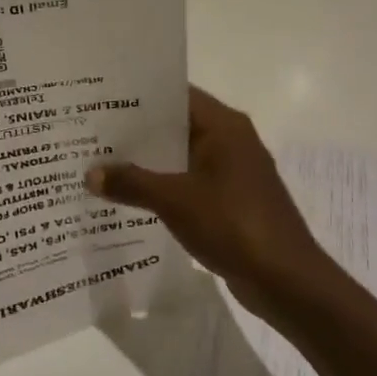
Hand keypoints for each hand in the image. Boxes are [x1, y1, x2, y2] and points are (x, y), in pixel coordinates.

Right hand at [86, 88, 338, 325]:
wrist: (286, 280)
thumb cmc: (233, 224)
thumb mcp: (174, 201)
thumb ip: (131, 183)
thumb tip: (90, 174)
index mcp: (223, 126)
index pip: (176, 95)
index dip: (139, 95)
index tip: (101, 98)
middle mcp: (230, 140)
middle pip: (176, 125)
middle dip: (136, 131)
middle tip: (92, 132)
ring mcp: (232, 172)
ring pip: (181, 156)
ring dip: (148, 162)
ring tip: (102, 163)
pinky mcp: (231, 201)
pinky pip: (189, 182)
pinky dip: (163, 186)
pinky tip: (130, 197)